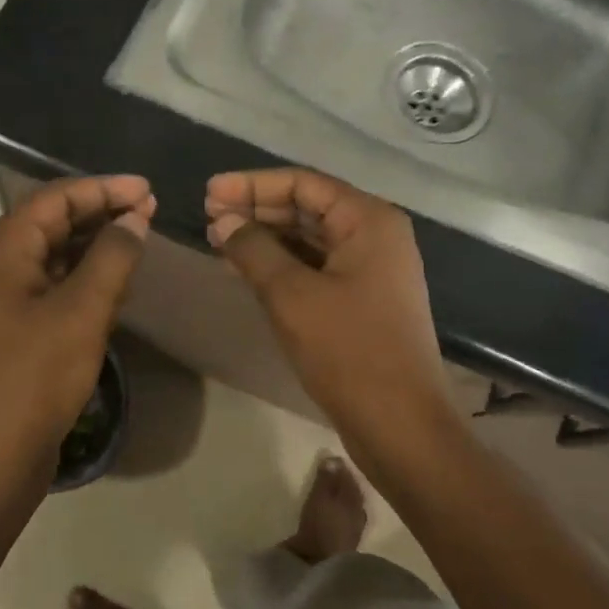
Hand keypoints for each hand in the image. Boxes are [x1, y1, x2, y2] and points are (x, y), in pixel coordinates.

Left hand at [0, 176, 154, 478]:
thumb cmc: (36, 376)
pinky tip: (116, 278)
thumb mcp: (83, 310)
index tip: (148, 189)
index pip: (57, 197)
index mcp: (3, 248)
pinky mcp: (15, 323)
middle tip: (150, 210)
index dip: (104, 188)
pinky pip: (54, 280)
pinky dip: (85, 273)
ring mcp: (4, 294)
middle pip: (53, 219)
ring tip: (140, 237)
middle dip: (102, 211)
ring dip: (96, 242)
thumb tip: (136, 218)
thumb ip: (113, 256)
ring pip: (55, 251)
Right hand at [205, 169, 455, 453]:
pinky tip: (245, 268)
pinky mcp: (363, 299)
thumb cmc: (349, 351)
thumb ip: (253, 250)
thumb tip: (223, 221)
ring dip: (265, 237)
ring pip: (310, 238)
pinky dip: (281, 264)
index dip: (252, 185)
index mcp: (368, 220)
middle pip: (307, 207)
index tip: (210, 192)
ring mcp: (372, 268)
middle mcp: (375, 235)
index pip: (303, 184)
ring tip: (218, 239)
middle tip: (208, 215)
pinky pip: (316, 266)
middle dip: (257, 209)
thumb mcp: (292, 295)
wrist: (400, 425)